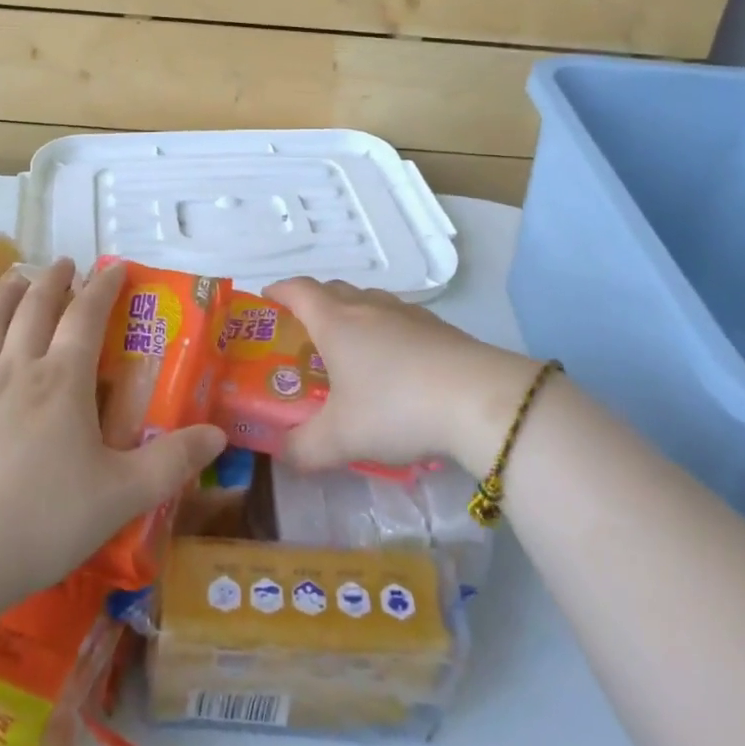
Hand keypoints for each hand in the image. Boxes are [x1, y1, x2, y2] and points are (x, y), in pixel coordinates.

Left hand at [0, 260, 226, 611]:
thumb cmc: (42, 524)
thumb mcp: (121, 496)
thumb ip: (173, 462)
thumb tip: (219, 434)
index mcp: (62, 382)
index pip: (86, 317)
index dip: (103, 286)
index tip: (115, 267)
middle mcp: (14, 370)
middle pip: (34, 308)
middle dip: (53, 280)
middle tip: (64, 264)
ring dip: (4, 293)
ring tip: (16, 278)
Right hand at [265, 278, 538, 472]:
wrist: (479, 400)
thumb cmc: (395, 408)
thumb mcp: (340, 439)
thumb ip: (303, 449)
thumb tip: (281, 455)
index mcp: (336, 321)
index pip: (298, 291)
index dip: (278, 292)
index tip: (266, 301)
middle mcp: (368, 307)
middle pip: (332, 290)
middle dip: (312, 305)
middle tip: (302, 336)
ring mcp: (407, 314)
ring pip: (368, 302)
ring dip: (352, 317)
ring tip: (349, 352)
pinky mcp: (438, 328)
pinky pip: (398, 320)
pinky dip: (385, 333)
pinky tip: (395, 367)